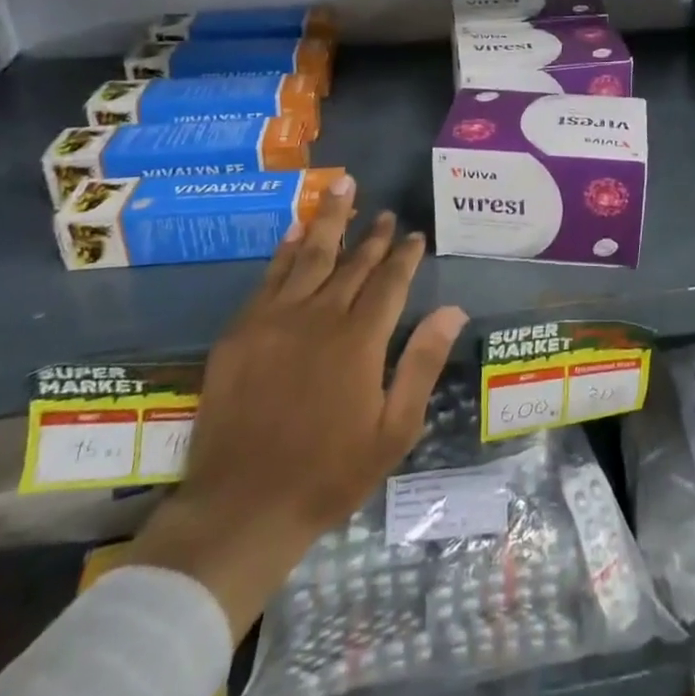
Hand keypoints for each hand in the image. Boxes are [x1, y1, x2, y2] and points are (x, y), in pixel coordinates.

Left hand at [129, 176, 467, 635]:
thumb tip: (453, 310)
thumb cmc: (329, 474)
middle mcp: (319, 317)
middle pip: (352, 263)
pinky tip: (293, 231)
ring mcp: (275, 321)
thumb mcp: (394, 430)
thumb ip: (422, 363)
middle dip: (371, 234)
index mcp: (360, 340)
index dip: (404, 255)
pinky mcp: (241, 332)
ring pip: (308, 257)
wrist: (241, 509)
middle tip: (384, 211)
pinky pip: (267, 278)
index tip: (414, 235)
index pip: (389, 282)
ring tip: (342, 186)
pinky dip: (283, 250)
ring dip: (328, 221)